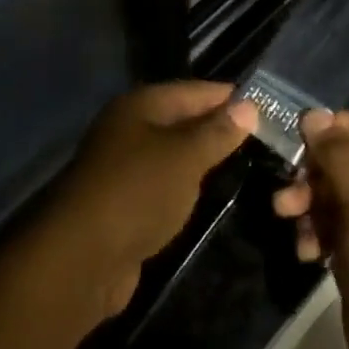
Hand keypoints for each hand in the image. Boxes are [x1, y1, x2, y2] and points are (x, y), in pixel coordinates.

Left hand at [36, 81, 256, 319]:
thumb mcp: (185, 157)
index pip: (191, 90)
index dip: (226, 96)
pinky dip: (186, 184)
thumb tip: (248, 105)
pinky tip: (207, 192)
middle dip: (216, 126)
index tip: (264, 102)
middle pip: (180, 120)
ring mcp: (123, 167)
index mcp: (139, 107)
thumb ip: (216, 132)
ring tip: (244, 160)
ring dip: (201, 157)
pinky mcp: (124, 203)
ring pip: (172, 153)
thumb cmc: (137, 192)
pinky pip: (164, 182)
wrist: (83, 257)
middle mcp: (128, 129)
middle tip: (262, 133)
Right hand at [273, 110, 348, 348]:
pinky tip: (306, 251)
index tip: (296, 134)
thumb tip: (314, 114)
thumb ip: (339, 157)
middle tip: (287, 190)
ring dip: (310, 205)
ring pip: (338, 199)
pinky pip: (335, 231)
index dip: (336, 131)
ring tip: (287, 218)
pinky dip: (317, 234)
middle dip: (316, 175)